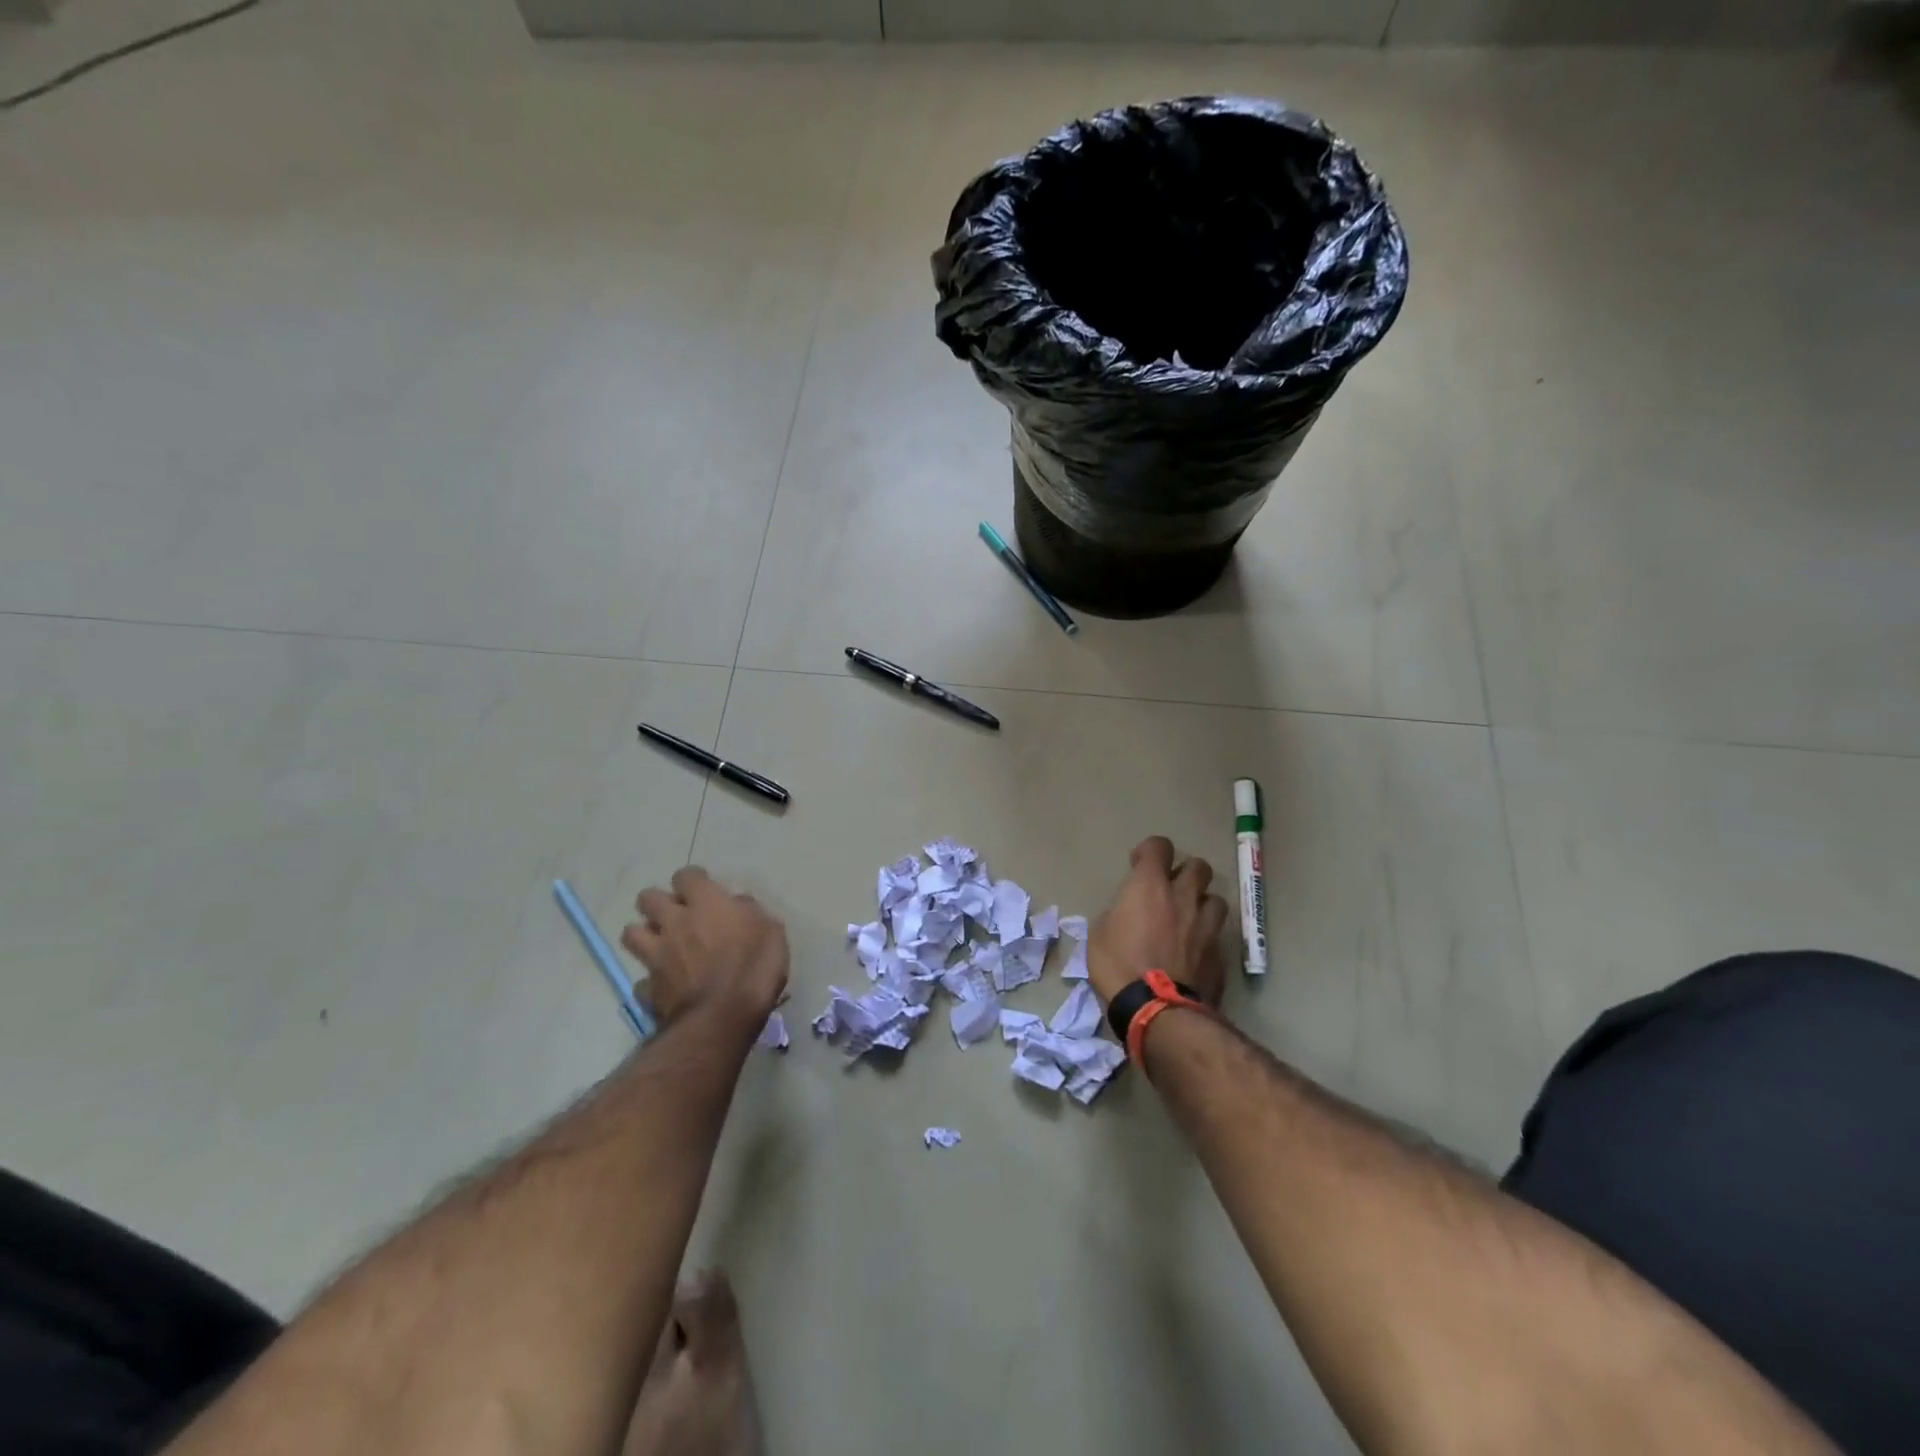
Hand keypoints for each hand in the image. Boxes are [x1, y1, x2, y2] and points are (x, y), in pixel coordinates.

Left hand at [622, 867, 788, 1028]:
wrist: (722, 1018)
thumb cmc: (754, 968)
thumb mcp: (771, 933)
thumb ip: (751, 913)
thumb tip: (738, 905)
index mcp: (706, 903)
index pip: (686, 875)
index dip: (693, 880)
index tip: (704, 889)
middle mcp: (674, 922)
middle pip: (647, 898)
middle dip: (658, 902)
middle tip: (676, 914)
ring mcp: (657, 955)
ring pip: (631, 933)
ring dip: (643, 935)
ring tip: (660, 944)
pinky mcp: (649, 988)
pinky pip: (641, 980)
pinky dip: (650, 981)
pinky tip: (663, 985)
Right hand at [1087, 837, 1228, 1008]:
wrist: (1158, 1010)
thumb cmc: (1118, 966)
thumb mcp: (1099, 934)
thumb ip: (1118, 914)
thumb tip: (1125, 915)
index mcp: (1150, 886)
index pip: (1159, 847)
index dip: (1150, 851)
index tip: (1139, 865)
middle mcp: (1183, 898)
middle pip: (1199, 866)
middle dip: (1185, 872)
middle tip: (1171, 889)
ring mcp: (1207, 926)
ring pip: (1216, 899)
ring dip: (1202, 904)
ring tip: (1189, 919)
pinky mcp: (1220, 954)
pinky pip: (1216, 936)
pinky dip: (1206, 938)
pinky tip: (1194, 953)